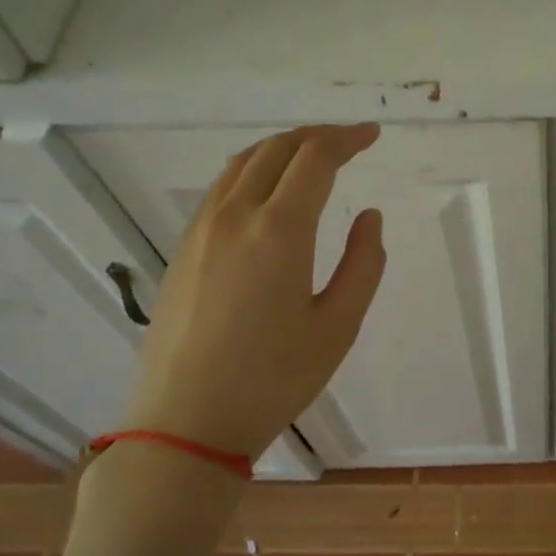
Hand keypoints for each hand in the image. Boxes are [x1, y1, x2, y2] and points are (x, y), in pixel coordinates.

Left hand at [121, 124, 385, 458]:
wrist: (186, 421)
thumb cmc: (273, 378)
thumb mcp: (338, 327)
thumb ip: (363, 264)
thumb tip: (369, 217)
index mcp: (280, 231)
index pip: (315, 159)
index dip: (347, 139)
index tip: (372, 135)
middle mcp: (235, 216)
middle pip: (276, 149)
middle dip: (316, 136)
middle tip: (348, 142)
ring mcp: (202, 230)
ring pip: (242, 164)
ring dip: (281, 148)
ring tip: (311, 157)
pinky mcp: (183, 249)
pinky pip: (221, 188)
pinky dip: (252, 170)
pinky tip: (267, 191)